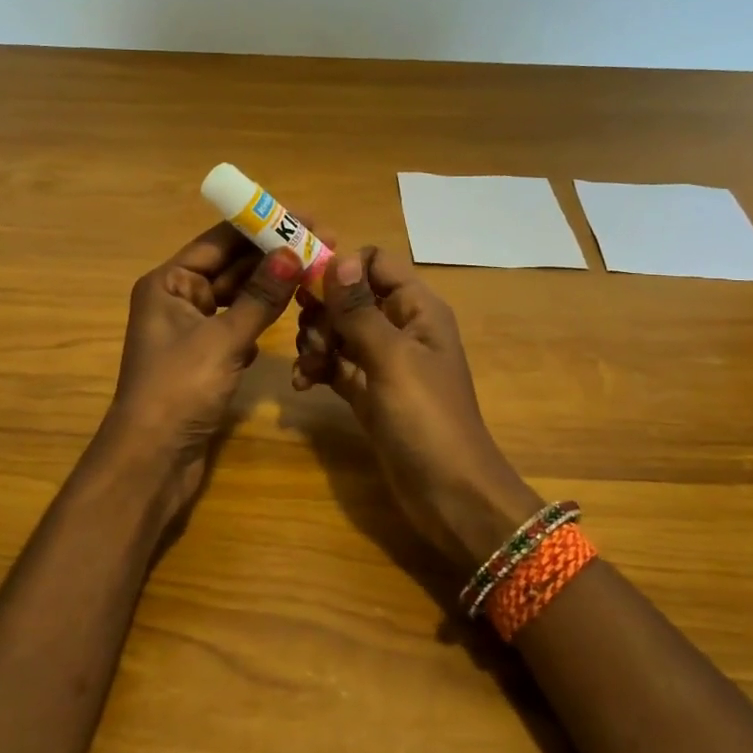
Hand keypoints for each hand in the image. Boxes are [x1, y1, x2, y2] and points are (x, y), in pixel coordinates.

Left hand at [99, 223, 301, 522]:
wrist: (152, 460)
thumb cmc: (179, 389)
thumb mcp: (223, 339)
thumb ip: (260, 297)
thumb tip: (292, 253)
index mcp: (168, 283)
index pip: (219, 241)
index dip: (261, 226)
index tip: (304, 218)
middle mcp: (177, 299)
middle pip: (230, 267)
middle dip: (272, 256)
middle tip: (322, 244)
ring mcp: (191, 330)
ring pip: (237, 298)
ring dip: (271, 287)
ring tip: (314, 272)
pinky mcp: (205, 358)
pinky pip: (238, 326)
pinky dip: (261, 319)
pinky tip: (289, 313)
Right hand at [293, 246, 540, 570]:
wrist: (448, 494)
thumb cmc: (426, 418)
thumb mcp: (391, 358)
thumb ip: (359, 309)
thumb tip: (338, 257)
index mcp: (417, 308)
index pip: (375, 262)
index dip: (341, 265)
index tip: (305, 283)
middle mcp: (399, 326)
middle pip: (349, 296)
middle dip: (322, 312)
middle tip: (311, 340)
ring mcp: (382, 360)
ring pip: (337, 329)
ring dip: (314, 342)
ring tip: (308, 368)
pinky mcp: (367, 390)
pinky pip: (334, 363)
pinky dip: (317, 368)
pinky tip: (303, 384)